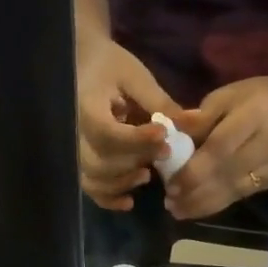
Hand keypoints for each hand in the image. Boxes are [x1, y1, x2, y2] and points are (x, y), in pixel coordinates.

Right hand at [77, 36, 178, 210]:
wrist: (83, 64)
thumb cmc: (109, 66)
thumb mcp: (134, 76)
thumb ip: (158, 102)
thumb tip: (191, 122)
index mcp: (86, 106)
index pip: (107, 132)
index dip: (136, 139)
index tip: (163, 133)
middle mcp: (75, 133)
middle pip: (100, 161)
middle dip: (134, 161)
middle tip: (164, 153)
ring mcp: (76, 150)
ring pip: (94, 179)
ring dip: (122, 183)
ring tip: (147, 176)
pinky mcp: (81, 161)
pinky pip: (90, 187)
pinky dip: (108, 199)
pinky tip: (129, 202)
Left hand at [164, 69, 267, 220]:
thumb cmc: (260, 95)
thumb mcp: (228, 95)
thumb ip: (201, 117)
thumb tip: (172, 134)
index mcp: (254, 115)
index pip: (220, 149)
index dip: (194, 170)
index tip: (170, 184)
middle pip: (227, 175)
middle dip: (195, 193)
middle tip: (170, 202)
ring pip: (235, 191)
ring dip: (204, 205)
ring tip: (179, 211)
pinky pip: (244, 194)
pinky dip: (219, 203)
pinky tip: (199, 207)